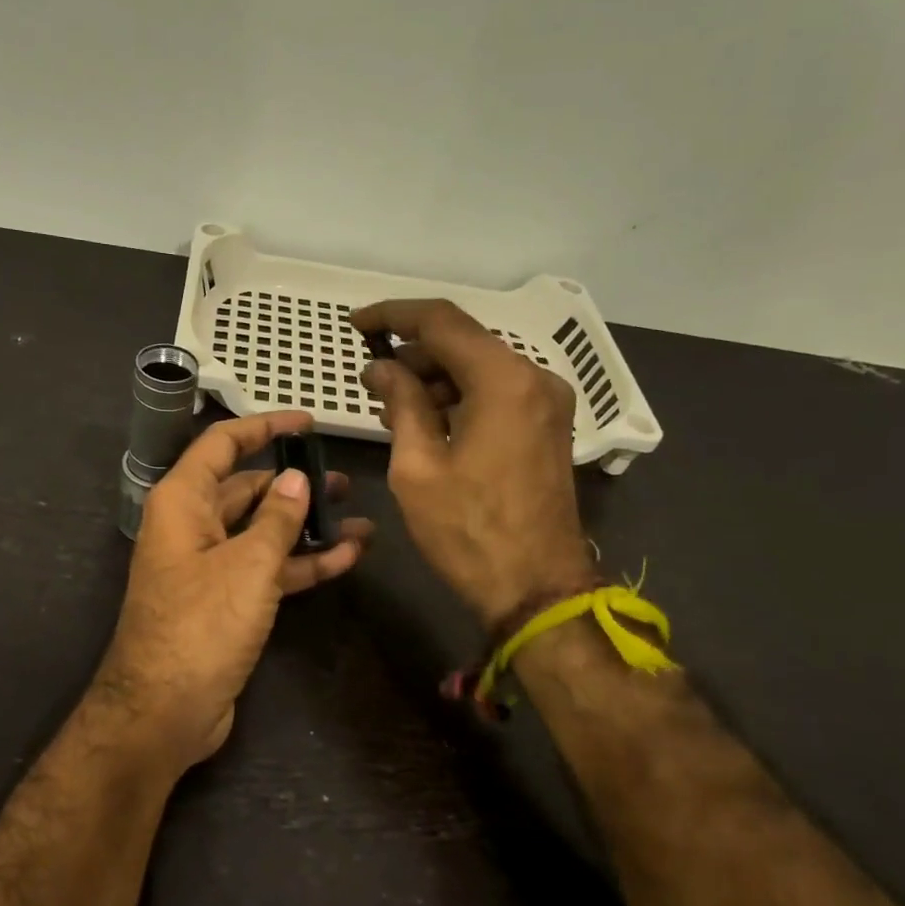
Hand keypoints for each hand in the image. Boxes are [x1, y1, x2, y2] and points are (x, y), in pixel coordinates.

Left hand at [92, 411, 372, 774]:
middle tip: (344, 480)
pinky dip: (302, 563)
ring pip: (263, 531)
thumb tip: (296, 479)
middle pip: (247, 489)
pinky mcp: (227, 602)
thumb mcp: (247, 565)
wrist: (164, 711)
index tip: (307, 422)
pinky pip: (267, 569)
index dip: (264, 427)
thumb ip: (277, 518)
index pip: (223, 444)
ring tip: (358, 516)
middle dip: (294, 483)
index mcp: (183, 501)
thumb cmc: (201, 624)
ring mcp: (210, 566)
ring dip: (307, 526)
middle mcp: (193, 526)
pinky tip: (348, 556)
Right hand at [352, 299, 595, 635]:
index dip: (393, 315)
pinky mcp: (548, 427)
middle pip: (464, 342)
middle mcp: (534, 379)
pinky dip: (460, 396)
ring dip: (434, 377)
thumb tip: (381, 368)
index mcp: (503, 381)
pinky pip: (497, 393)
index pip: (442, 322)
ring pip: (481, 367)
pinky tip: (427, 421)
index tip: (356, 324)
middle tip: (370, 378)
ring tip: (391, 405)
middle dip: (412, 352)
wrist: (536, 589)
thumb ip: (401, 403)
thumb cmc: (468, 531)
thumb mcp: (417, 467)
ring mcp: (547, 403)